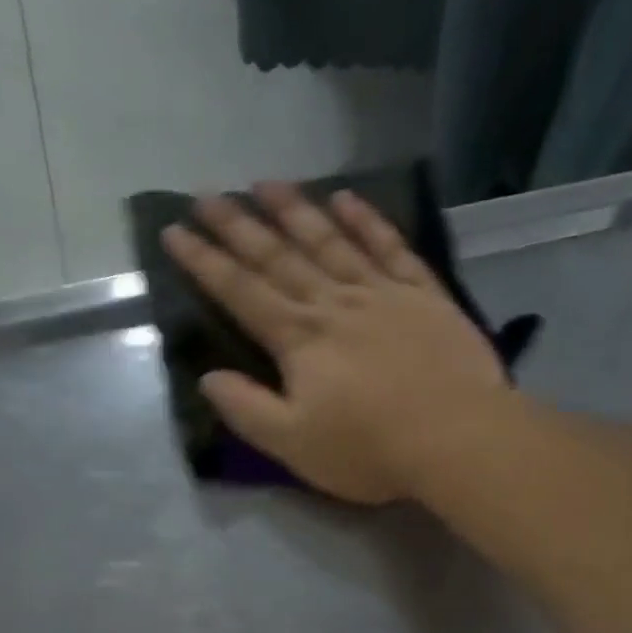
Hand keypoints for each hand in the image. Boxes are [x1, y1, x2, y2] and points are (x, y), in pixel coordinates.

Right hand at [160, 183, 519, 503]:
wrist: (457, 438)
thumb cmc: (369, 450)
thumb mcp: (293, 444)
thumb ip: (247, 409)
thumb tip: (208, 377)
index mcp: (299, 340)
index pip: (241, 292)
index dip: (204, 262)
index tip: (174, 231)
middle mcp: (333, 303)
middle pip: (278, 256)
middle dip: (238, 226)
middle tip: (206, 194)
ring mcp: (381, 292)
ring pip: (329, 240)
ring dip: (295, 209)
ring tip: (265, 183)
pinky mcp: (423, 294)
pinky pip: (389, 246)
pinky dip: (366, 220)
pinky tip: (346, 198)